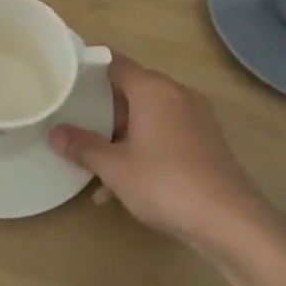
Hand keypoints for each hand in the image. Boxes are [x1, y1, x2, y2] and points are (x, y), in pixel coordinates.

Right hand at [49, 54, 275, 256]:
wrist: (231, 222)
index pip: (113, 63)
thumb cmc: (166, 183)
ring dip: (120, 136)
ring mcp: (195, 118)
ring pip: (147, 116)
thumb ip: (82, 146)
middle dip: (101, 110)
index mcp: (153, 89)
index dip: (87, 69)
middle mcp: (176, 95)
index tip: (64, 81)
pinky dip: (143, 149)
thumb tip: (53, 133)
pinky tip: (123, 185)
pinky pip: (164, 134)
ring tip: (94, 164)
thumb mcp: (114, 167)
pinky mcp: (205, 142)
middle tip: (74, 125)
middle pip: (130, 90)